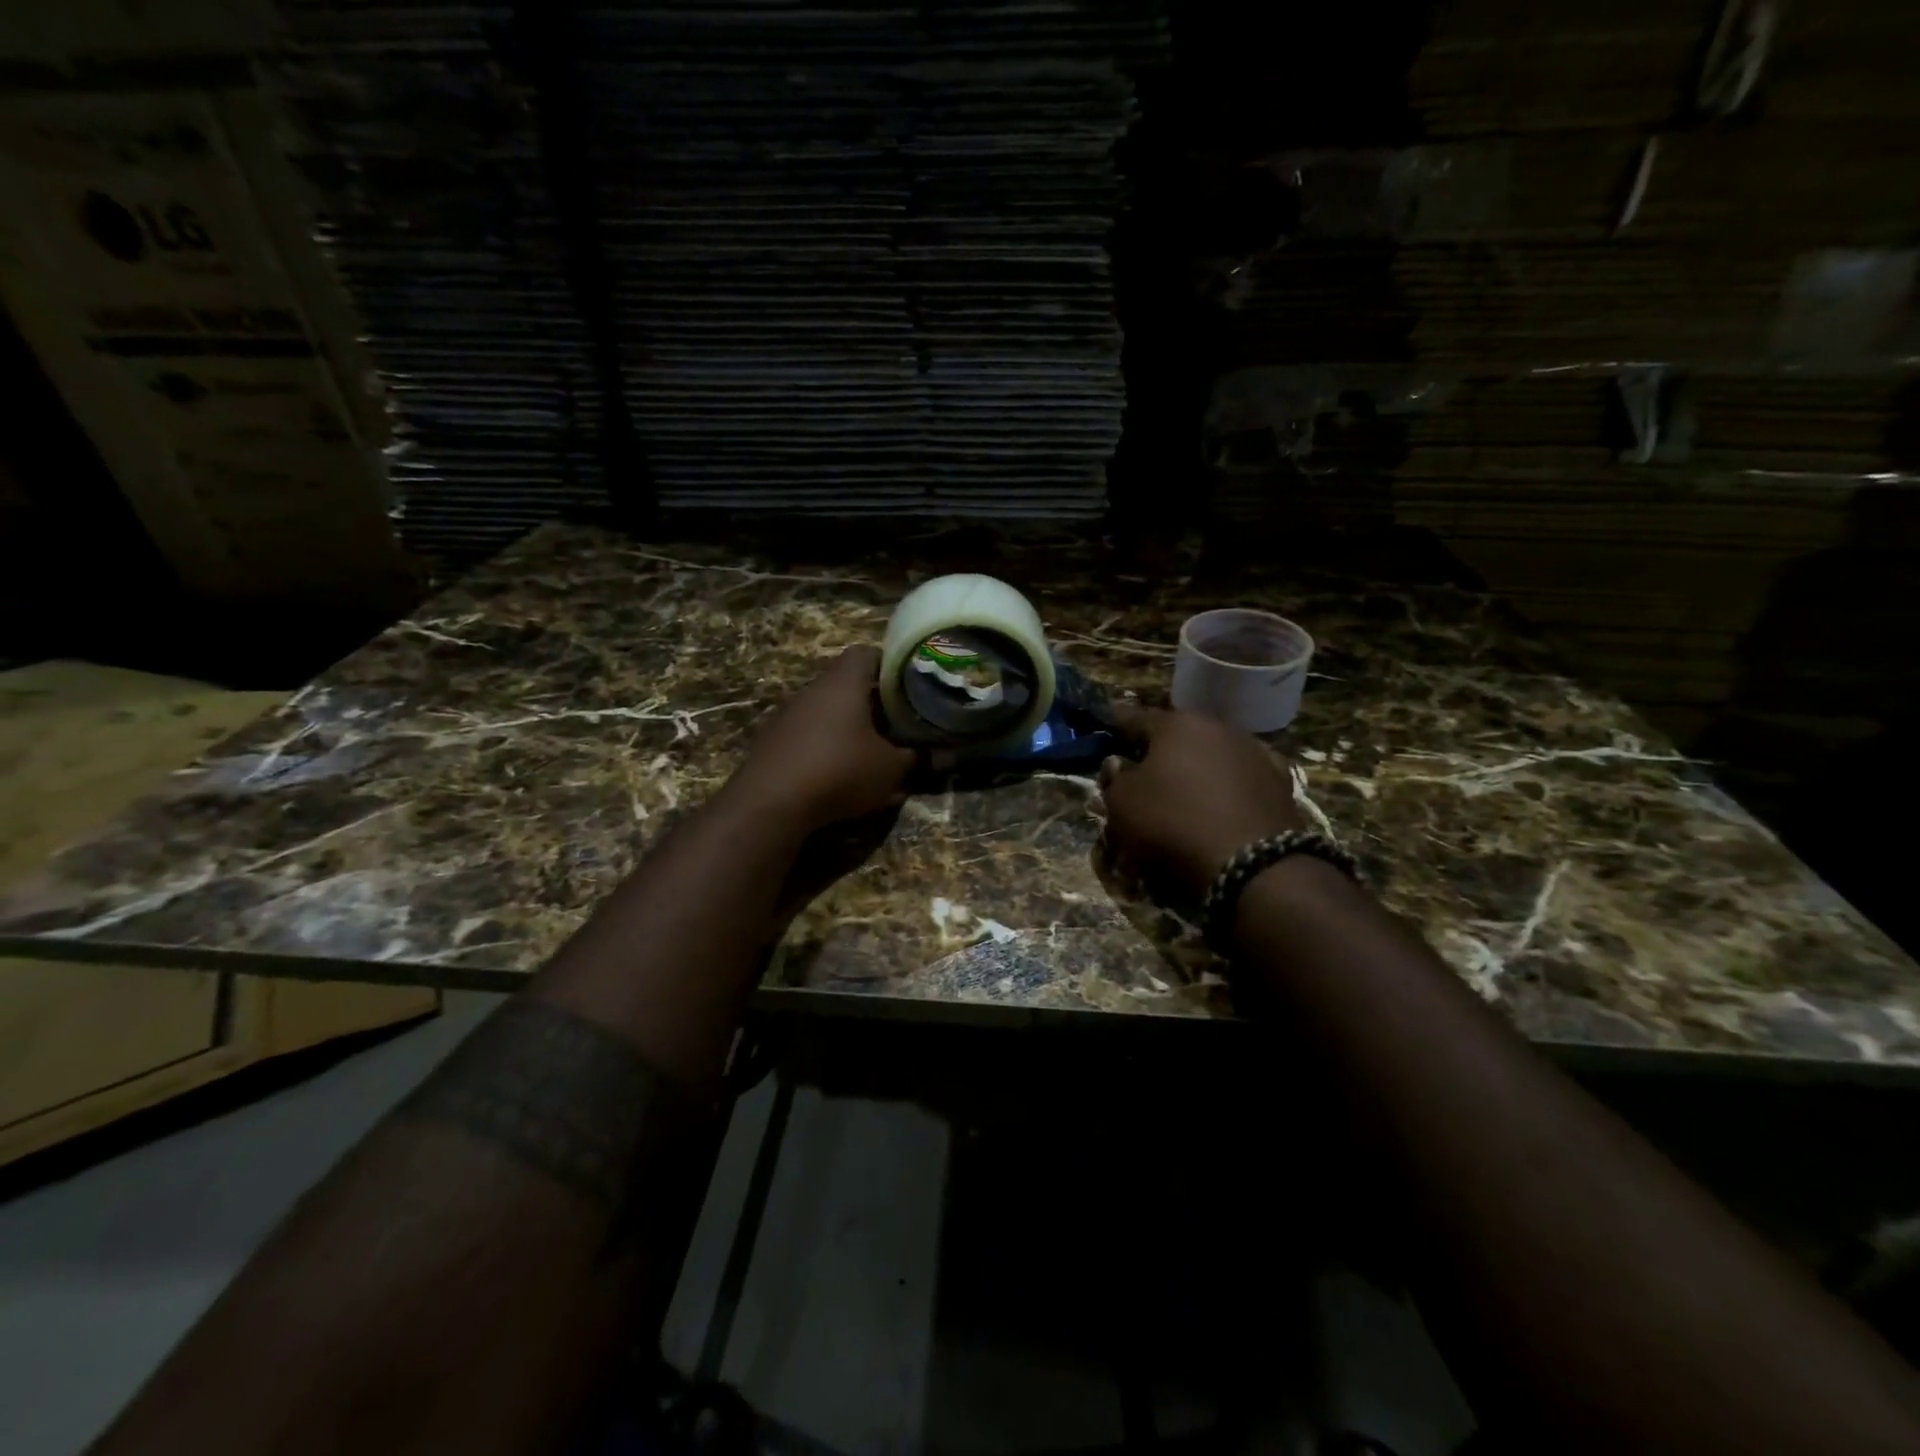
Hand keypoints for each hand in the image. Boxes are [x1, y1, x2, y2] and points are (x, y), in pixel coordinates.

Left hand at [726, 645, 915, 836]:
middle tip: (897, 720)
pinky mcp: (771, 741)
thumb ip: (920, 759)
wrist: (770, 803)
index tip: (909, 684)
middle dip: (871, 700)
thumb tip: (949, 755)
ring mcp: (787, 714)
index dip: (890, 664)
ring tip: (869, 747)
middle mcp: (812, 689)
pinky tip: (834, 770)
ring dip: (845, 725)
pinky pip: (805, 733)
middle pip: (846, 683)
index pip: (867, 652)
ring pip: (824, 709)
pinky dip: (822, 745)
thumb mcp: (891, 769)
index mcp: (843, 682)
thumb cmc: (839, 770)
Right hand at [1099, 705, 1304, 904]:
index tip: (1105, 730)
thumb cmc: (1173, 824)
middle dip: (1161, 750)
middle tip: (1143, 769)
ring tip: (1184, 792)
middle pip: (1180, 735)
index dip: (1116, 727)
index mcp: (1178, 724)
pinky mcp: (1281, 785)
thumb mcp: (1122, 804)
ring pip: (1214, 755)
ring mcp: (1256, 754)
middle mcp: (1220, 728)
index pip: (1135, 718)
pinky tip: (1220, 806)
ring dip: (1197, 768)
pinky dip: (1227, 789)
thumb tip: (1118, 763)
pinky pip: (1241, 781)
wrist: (1253, 866)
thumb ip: (1114, 778)